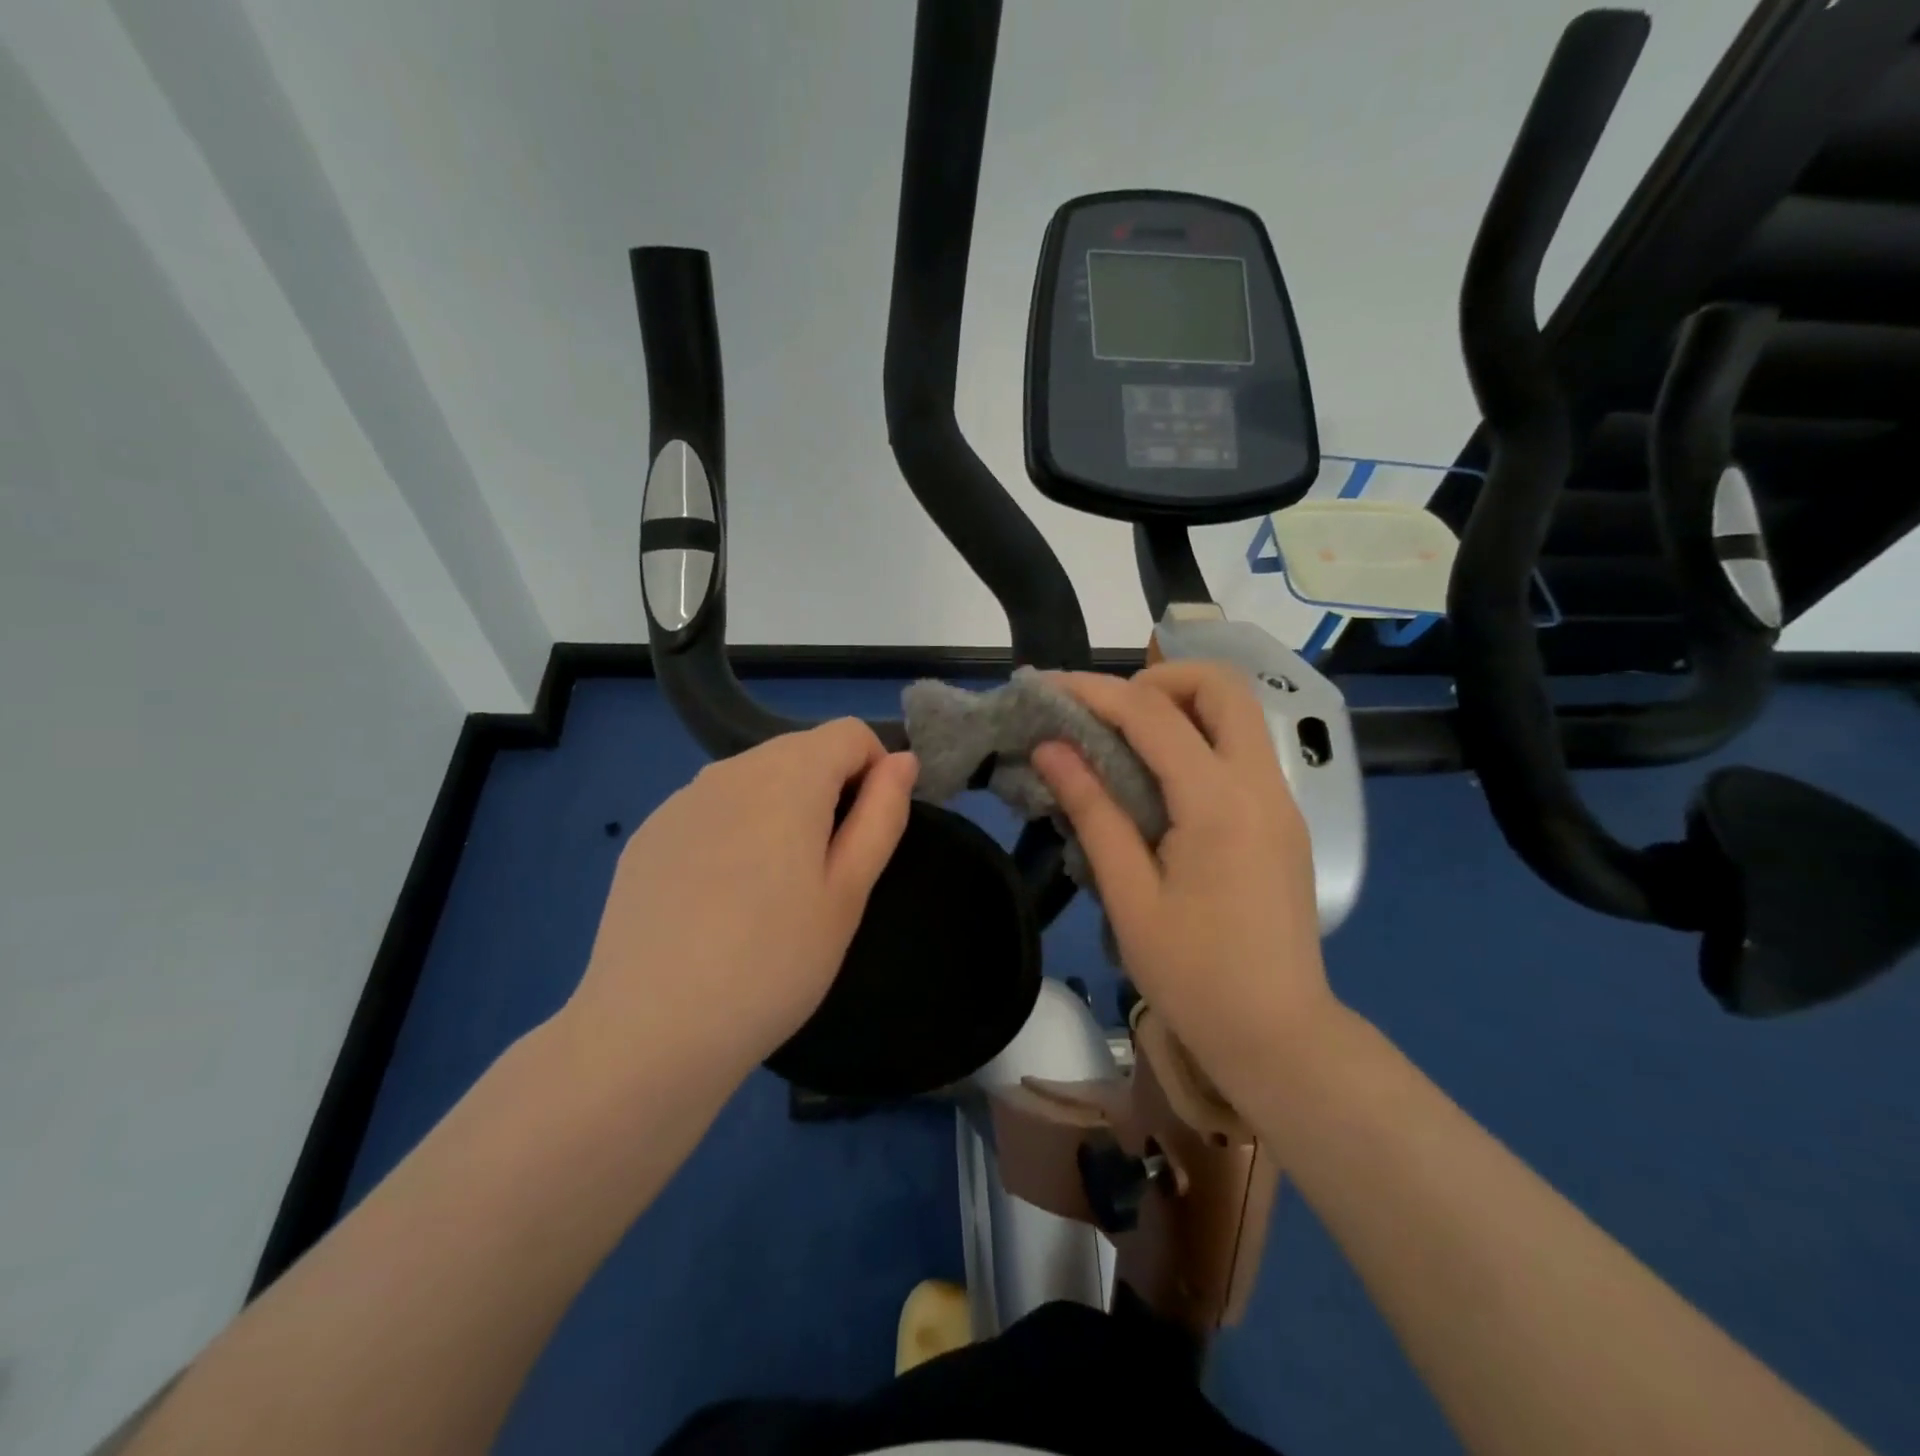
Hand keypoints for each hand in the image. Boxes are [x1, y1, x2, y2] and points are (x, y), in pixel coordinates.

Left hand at [561, 720, 916, 1093]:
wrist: (651, 1030)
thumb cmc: (774, 963)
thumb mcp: (849, 892)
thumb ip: (881, 814)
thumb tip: (901, 760)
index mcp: (788, 777)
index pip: (849, 733)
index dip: (873, 771)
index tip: (867, 832)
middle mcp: (730, 770)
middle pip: (799, 751)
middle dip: (827, 789)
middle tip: (823, 871)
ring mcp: (681, 800)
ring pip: (753, 778)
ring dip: (779, 808)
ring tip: (771, 888)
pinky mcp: (648, 833)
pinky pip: (711, 808)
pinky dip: (733, 829)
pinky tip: (719, 897)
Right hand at [1033, 662, 1338, 1105]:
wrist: (1279, 1036)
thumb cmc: (1195, 976)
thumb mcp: (1129, 896)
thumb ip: (1093, 811)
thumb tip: (1051, 749)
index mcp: (1219, 803)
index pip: (1152, 714)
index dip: (1094, 690)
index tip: (1047, 687)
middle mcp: (1260, 785)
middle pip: (1222, 687)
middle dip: (1159, 678)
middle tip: (1107, 711)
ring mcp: (1280, 800)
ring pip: (1238, 714)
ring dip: (1180, 706)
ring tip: (1123, 740)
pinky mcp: (1282, 820)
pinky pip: (1240, 751)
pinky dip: (1197, 739)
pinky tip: (1157, 780)